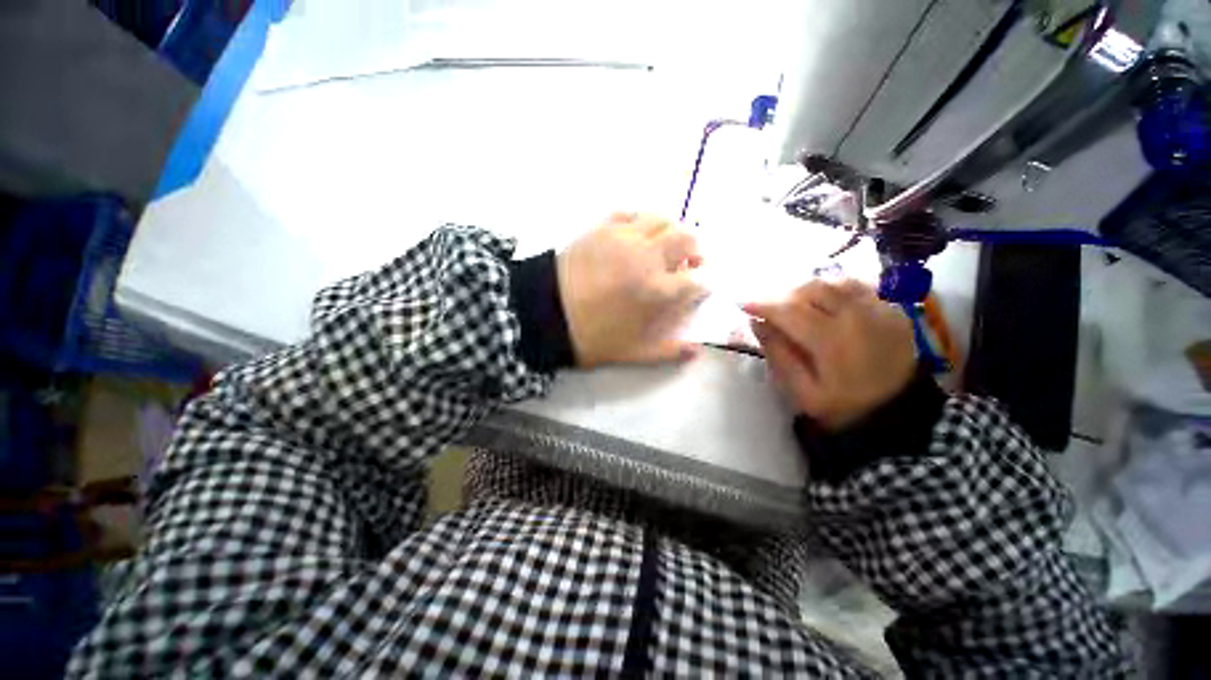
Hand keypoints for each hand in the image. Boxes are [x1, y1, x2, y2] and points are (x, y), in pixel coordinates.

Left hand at [557, 213, 705, 366]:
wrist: (545, 314)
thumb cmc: (592, 337)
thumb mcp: (633, 353)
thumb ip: (668, 351)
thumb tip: (695, 350)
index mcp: (657, 290)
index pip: (695, 281)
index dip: (701, 286)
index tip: (697, 290)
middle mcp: (647, 256)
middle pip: (686, 239)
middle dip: (694, 252)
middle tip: (688, 264)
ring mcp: (624, 238)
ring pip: (661, 220)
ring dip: (670, 232)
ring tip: (664, 248)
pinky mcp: (602, 228)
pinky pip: (630, 215)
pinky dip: (640, 222)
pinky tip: (636, 236)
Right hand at [746, 280, 915, 430]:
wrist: (898, 415)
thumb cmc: (842, 407)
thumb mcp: (801, 391)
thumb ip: (778, 354)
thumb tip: (755, 323)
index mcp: (833, 341)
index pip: (789, 310)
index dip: (761, 303)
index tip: (740, 303)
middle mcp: (858, 316)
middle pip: (811, 289)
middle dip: (781, 293)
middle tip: (764, 305)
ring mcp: (880, 309)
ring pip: (834, 281)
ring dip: (805, 287)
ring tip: (790, 301)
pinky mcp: (894, 309)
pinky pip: (858, 284)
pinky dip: (833, 286)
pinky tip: (821, 298)